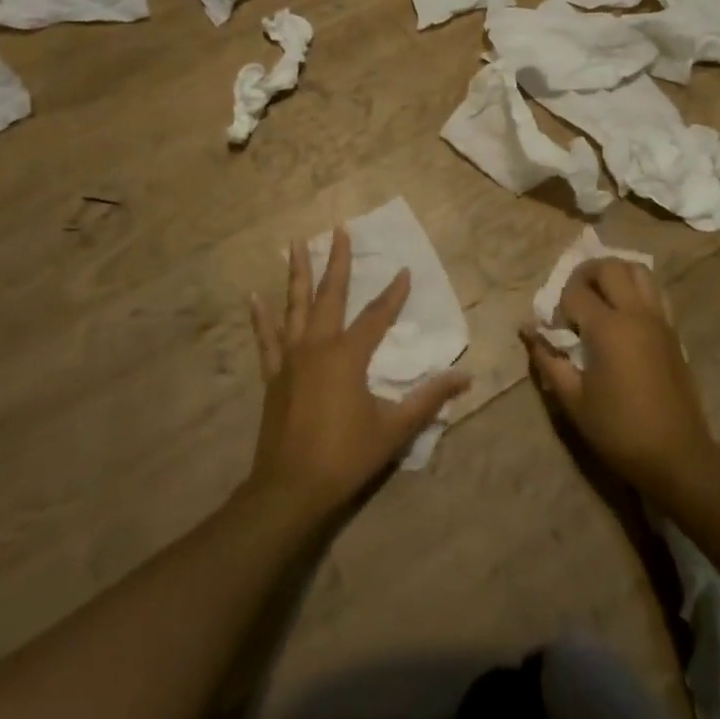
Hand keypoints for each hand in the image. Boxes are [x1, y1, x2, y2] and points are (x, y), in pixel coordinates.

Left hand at [247, 227, 468, 515]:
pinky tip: (254, 297)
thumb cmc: (346, 456)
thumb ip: (429, 399)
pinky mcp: (273, 376)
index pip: (376, 315)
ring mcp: (290, 359)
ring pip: (294, 306)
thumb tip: (465, 378)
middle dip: (336, 261)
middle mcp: (317, 346)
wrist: (291, 489)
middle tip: (338, 229)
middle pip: (330, 295)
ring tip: (295, 244)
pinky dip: (260, 318)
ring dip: (297, 274)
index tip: (404, 270)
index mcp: (348, 356)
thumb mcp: (395, 429)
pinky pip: (266, 339)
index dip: (393, 293)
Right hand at [524, 258, 716, 496]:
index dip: (559, 306)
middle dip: (585, 275)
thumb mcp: (573, 399)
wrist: (676, 455)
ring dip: (615, 275)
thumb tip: (527, 331)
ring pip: (638, 270)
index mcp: (608, 329)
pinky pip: (655, 292)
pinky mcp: (673, 331)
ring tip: (600, 297)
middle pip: (609, 267)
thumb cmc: (618, 429)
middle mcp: (635, 313)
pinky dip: (636, 289)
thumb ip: (548, 359)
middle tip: (573, 300)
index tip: (556, 331)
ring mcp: (659, 319)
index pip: (575, 292)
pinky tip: (624, 315)